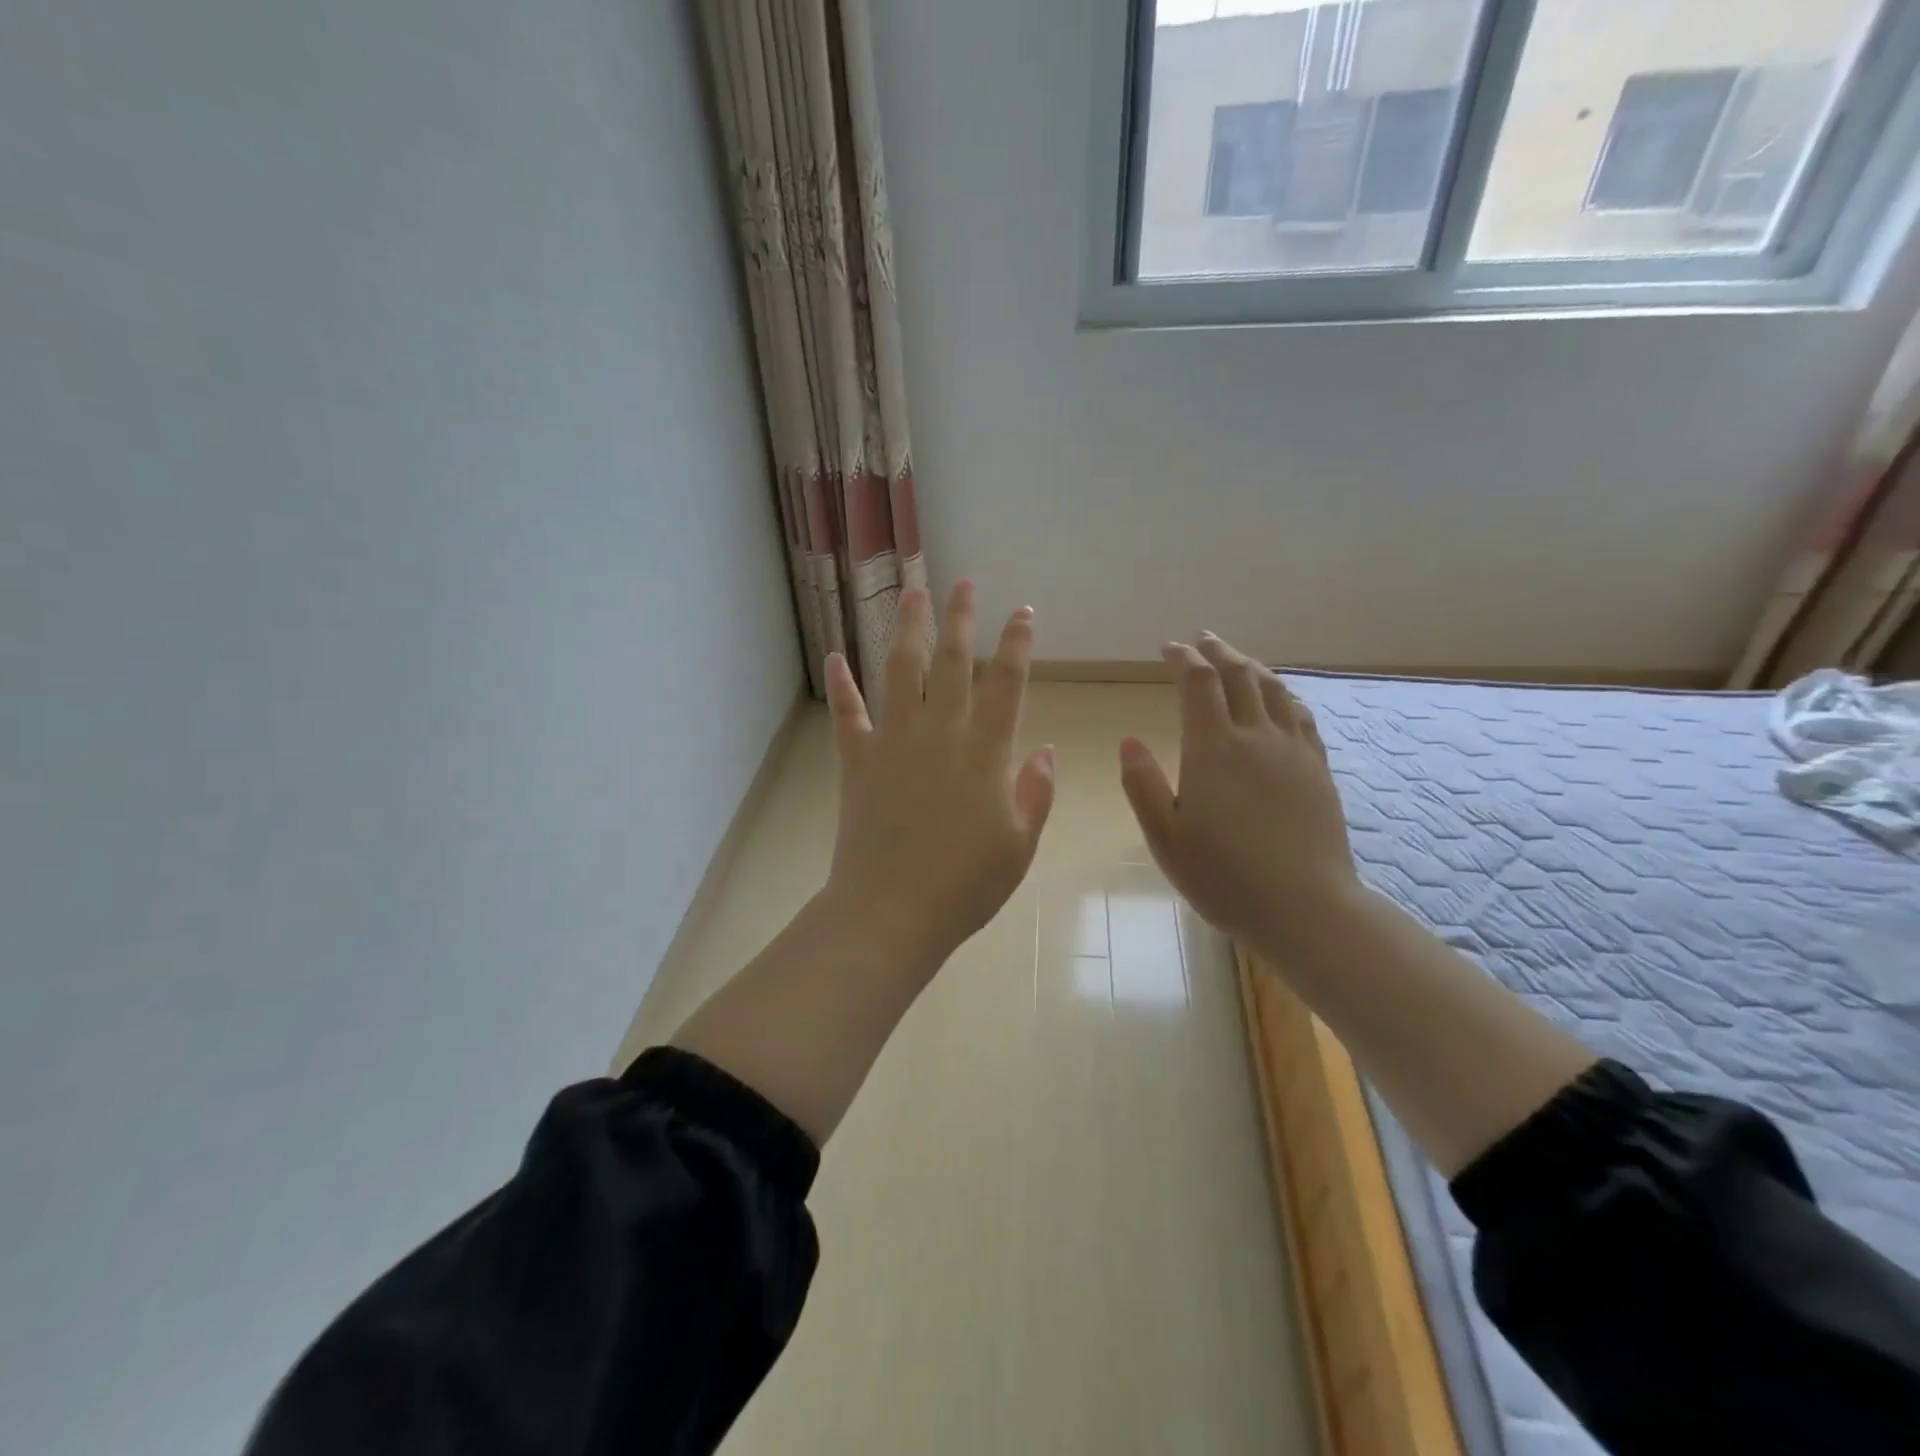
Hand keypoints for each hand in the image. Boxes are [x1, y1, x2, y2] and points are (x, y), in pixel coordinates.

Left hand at [821, 582, 1055, 975]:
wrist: (891, 912)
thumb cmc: (965, 885)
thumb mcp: (1019, 845)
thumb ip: (1035, 793)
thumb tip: (1043, 750)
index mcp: (985, 752)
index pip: (1006, 682)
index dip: (1017, 643)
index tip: (1023, 612)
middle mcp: (939, 733)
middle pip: (952, 661)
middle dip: (961, 617)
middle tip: (965, 583)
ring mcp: (894, 742)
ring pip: (900, 671)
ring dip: (907, 629)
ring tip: (911, 592)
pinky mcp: (858, 761)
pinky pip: (848, 714)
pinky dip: (841, 685)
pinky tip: (834, 656)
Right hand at [1118, 633, 1361, 959]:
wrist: (1305, 908)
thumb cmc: (1224, 877)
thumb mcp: (1166, 838)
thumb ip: (1144, 786)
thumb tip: (1128, 741)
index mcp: (1213, 750)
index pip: (1199, 684)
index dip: (1184, 659)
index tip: (1170, 648)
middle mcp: (1256, 738)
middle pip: (1239, 676)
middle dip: (1218, 653)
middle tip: (1203, 641)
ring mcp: (1293, 751)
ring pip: (1273, 690)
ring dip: (1252, 667)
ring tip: (1238, 660)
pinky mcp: (1318, 769)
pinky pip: (1301, 716)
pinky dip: (1284, 694)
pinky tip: (1280, 698)